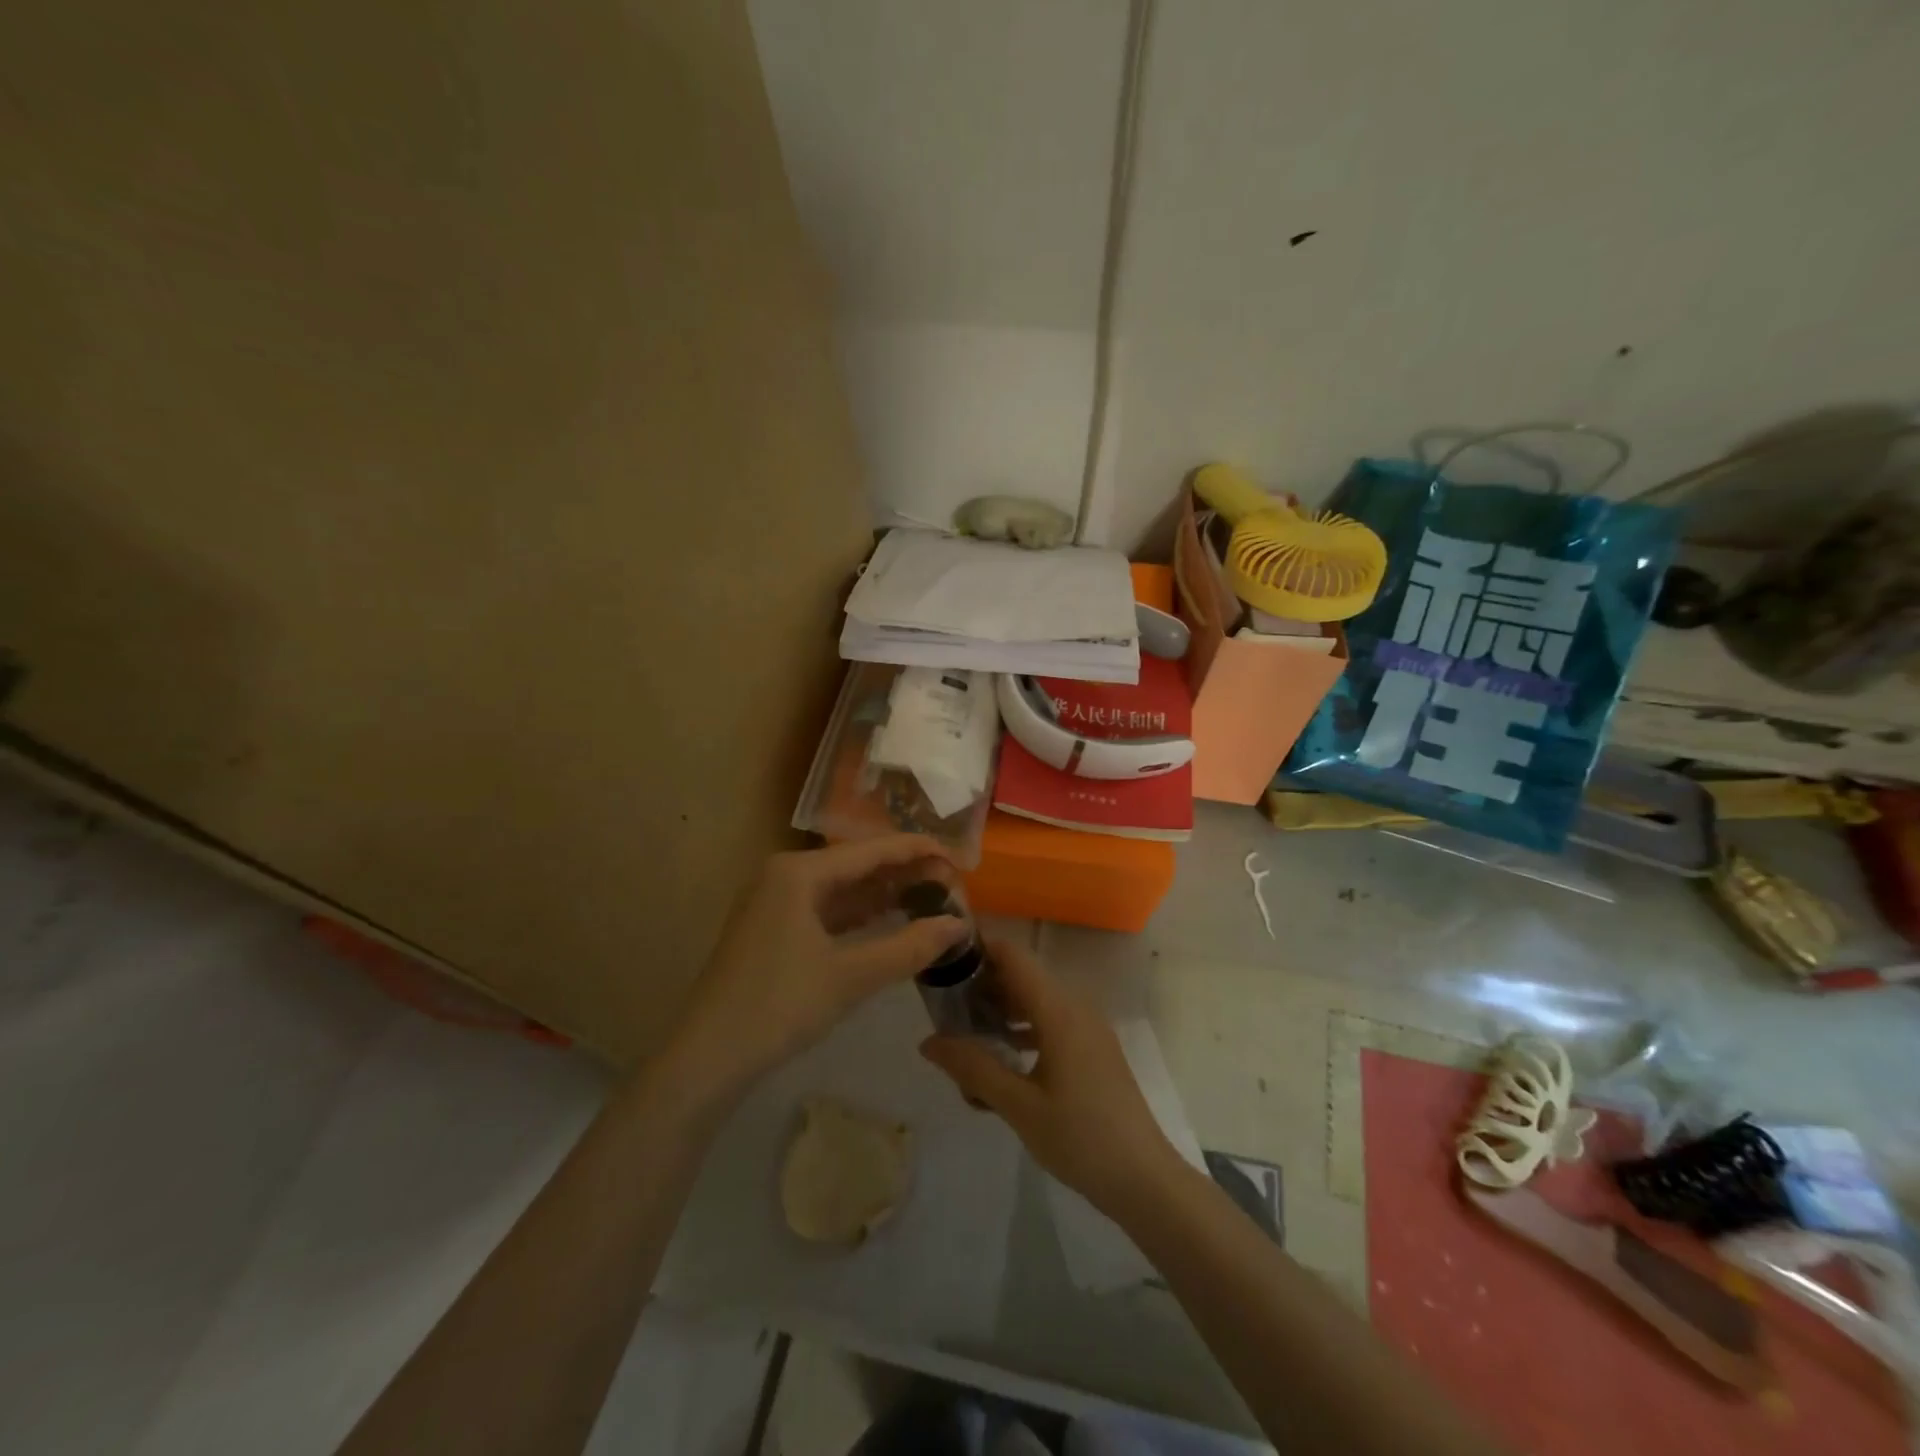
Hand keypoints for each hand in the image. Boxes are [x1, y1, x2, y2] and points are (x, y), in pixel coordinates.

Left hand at [663, 835, 968, 1104]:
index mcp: (799, 872)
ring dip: (883, 894)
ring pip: (842, 889)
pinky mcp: (774, 929)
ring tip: (931, 898)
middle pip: (857, 865)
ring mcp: (776, 903)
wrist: (707, 1058)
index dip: (917, 850)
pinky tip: (889, 921)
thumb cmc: (779, 1006)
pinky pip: (827, 910)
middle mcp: (786, 875)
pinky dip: (859, 916)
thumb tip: (959, 925)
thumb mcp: (850, 977)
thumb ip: (909, 946)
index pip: (871, 850)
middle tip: (952, 883)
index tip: (958, 857)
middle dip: (904, 873)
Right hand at [919, 938, 1184, 1214]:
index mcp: (1059, 1010)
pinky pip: (1051, 1023)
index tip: (943, 959)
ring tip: (965, 1036)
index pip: (1013, 957)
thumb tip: (928, 1041)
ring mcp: (1088, 1028)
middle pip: (1022, 977)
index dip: (979, 949)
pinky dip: (1023, 1030)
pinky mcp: (1093, 1049)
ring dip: (1002, 1012)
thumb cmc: (1080, 1138)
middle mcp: (1075, 1008)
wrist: (1144, 1179)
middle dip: (983, 986)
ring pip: (1036, 1002)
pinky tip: (1001, 1061)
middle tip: (944, 1007)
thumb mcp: (1019, 1106)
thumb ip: (974, 1068)